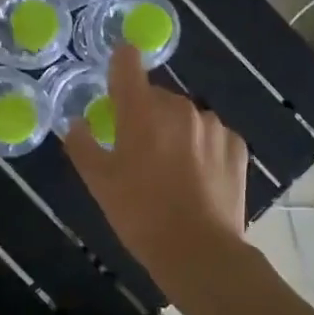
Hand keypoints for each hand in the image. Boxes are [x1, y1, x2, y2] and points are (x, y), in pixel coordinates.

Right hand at [64, 45, 246, 288]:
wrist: (200, 252)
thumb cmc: (140, 214)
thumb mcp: (98, 183)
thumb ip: (82, 145)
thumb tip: (76, 123)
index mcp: (142, 110)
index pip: (128, 63)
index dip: (119, 62)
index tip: (116, 73)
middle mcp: (180, 107)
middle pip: (156, 97)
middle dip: (144, 114)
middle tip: (136, 151)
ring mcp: (213, 126)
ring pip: (185, 117)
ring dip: (174, 132)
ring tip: (169, 170)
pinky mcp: (237, 147)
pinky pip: (211, 137)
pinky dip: (201, 148)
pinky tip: (196, 178)